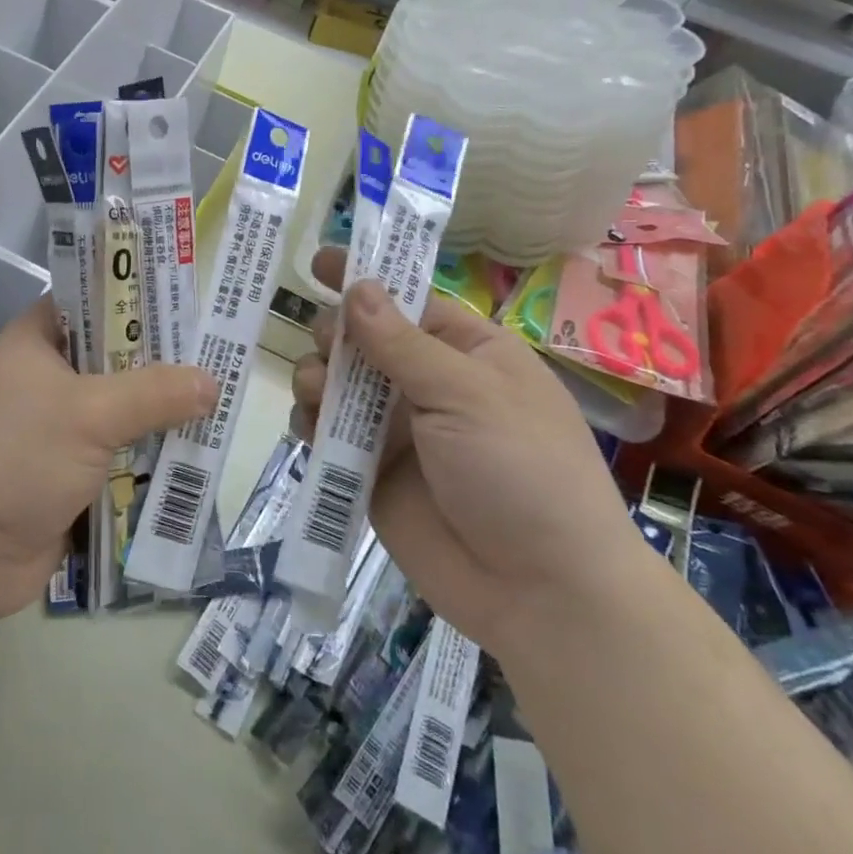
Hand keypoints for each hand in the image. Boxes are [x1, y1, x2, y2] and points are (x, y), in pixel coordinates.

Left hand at [0, 299, 216, 619]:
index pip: (93, 298)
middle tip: (219, 350)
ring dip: (163, 408)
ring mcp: (61, 424)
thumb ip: (153, 393)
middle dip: (163, 359)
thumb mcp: (89, 413)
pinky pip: (124, 448)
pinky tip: (199, 443)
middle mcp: (49, 375)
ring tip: (221, 395)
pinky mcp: (74, 468)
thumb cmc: (18, 459)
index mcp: (37, 341)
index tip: (189, 297)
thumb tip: (212, 382)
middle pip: (117, 354)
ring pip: (124, 404)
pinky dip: (153, 448)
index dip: (138, 294)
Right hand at [292, 247, 645, 653]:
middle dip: (334, 334)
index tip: (319, 260)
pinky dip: (312, 424)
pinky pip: (329, 435)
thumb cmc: (522, 471)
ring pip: (337, 385)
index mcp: (467, 353)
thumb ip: (402, 344)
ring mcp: (398, 430)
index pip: (407, 300)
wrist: (542, 593)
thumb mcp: (467, 394)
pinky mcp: (372, 472)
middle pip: (362, 340)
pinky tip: (310, 428)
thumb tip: (357, 287)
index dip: (364, 278)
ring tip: (316, 393)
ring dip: (317, 378)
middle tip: (326, 345)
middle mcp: (428, 385)